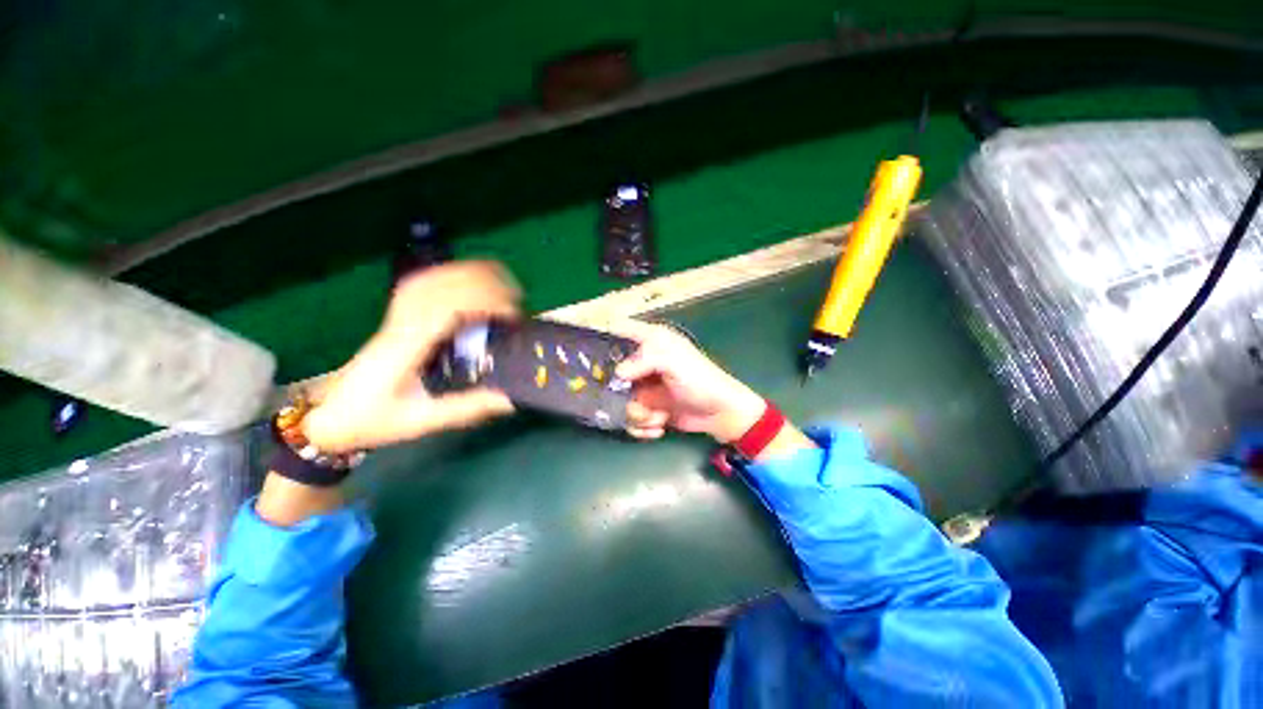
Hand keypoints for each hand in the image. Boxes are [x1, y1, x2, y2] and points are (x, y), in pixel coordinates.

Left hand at [301, 261, 519, 452]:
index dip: (487, 303)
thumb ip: (467, 408)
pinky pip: (423, 284)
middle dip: (486, 284)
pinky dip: (450, 276)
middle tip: (516, 302)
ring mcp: (397, 316)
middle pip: (444, 283)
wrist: (330, 418)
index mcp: (407, 346)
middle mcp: (402, 323)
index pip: (450, 307)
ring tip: (502, 284)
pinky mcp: (398, 317)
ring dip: (471, 275)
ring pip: (434, 278)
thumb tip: (510, 398)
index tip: (513, 316)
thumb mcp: (422, 421)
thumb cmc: (373, 420)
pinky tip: (468, 281)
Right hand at [610, 320, 764, 441]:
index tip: (587, 351)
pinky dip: (642, 427)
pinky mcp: (647, 409)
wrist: (720, 413)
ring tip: (657, 416)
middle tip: (630, 399)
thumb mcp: (674, 362)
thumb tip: (618, 373)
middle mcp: (641, 363)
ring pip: (619, 401)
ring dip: (638, 414)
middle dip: (617, 391)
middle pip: (610, 372)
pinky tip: (659, 427)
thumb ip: (645, 359)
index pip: (619, 329)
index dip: (601, 334)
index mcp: (649, 342)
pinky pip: (630, 420)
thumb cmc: (700, 380)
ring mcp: (642, 388)